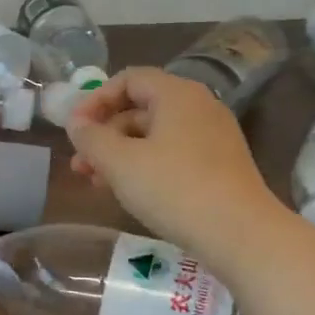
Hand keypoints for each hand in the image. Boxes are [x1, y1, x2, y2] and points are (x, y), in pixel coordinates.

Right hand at [67, 67, 283, 255]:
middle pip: (139, 109)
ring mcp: (212, 138)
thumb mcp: (120, 163)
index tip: (74, 130)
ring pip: (153, 137)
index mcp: (177, 94)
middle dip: (104, 135)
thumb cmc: (174, 189)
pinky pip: (172, 155)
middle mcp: (198, 108)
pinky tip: (128, 193)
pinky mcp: (218, 167)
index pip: (128, 80)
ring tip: (96, 183)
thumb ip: (90, 138)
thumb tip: (76, 123)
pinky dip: (144, 167)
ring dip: (119, 155)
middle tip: (79, 165)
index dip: (95, 100)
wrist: (240, 234)